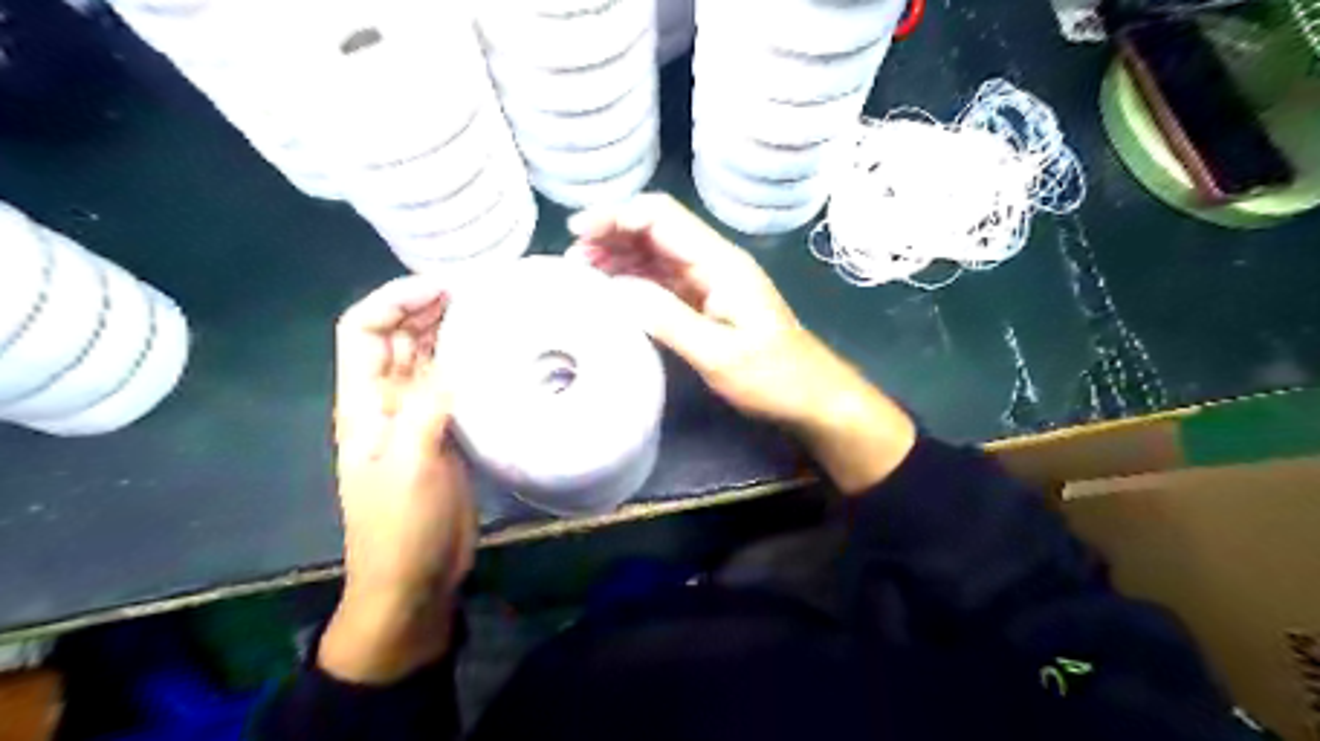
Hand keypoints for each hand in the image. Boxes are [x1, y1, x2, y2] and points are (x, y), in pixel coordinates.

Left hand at [319, 275, 474, 683]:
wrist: (414, 578)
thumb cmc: (401, 526)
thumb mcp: (411, 464)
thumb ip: (428, 407)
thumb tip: (458, 357)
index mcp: (364, 403)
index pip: (364, 330)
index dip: (394, 300)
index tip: (442, 289)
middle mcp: (388, 402)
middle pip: (398, 338)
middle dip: (426, 306)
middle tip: (476, 291)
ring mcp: (418, 418)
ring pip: (428, 359)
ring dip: (450, 331)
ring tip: (490, 312)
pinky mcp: (446, 434)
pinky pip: (454, 387)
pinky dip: (471, 365)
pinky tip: (498, 358)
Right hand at [566, 191, 920, 491]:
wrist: (810, 396)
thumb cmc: (771, 377)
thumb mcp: (717, 353)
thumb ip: (666, 317)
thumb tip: (615, 289)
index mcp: (720, 263)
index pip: (662, 218)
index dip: (617, 216)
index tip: (578, 233)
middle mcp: (713, 263)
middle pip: (655, 230)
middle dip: (611, 236)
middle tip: (572, 260)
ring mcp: (710, 282)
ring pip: (656, 255)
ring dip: (619, 258)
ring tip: (581, 274)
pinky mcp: (707, 302)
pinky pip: (663, 281)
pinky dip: (634, 281)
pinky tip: (611, 292)